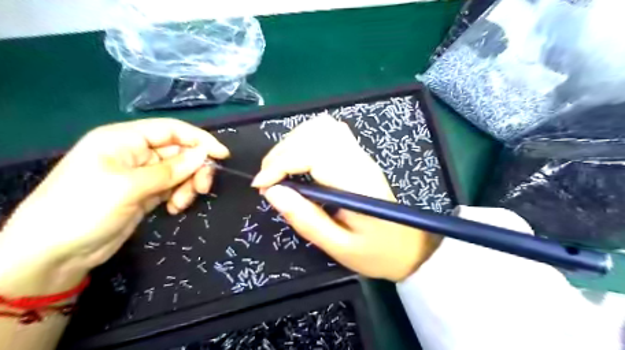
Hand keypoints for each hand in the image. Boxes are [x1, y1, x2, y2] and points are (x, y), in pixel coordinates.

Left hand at [0, 118, 228, 294]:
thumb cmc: (84, 208)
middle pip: (179, 152)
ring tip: (181, 204)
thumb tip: (204, 154)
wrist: (54, 254)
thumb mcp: (129, 186)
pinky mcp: (146, 193)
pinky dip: (179, 196)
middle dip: (194, 169)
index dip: (199, 140)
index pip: (172, 130)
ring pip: (180, 172)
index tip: (223, 155)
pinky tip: (173, 209)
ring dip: (187, 186)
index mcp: (125, 139)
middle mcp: (135, 153)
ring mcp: (141, 175)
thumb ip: (171, 170)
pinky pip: (173, 188)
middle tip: (203, 188)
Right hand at [251, 117, 441, 280]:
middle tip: (267, 180)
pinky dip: (307, 138)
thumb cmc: (376, 252)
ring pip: (322, 126)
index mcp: (356, 184)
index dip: (280, 164)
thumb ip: (306, 219)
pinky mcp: (358, 156)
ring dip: (293, 141)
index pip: (313, 154)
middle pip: (315, 133)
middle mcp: (359, 161)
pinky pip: (330, 131)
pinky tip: (299, 157)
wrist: (409, 247)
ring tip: (279, 168)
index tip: (261, 186)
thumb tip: (272, 192)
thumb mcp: (338, 247)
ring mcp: (361, 155)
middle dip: (282, 152)